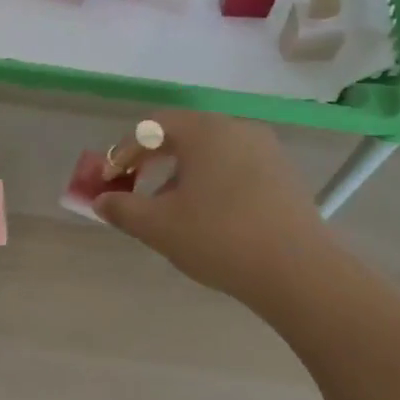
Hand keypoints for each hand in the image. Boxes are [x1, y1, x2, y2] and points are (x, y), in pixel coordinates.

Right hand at [94, 111, 336, 308]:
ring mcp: (266, 150)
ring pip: (209, 152)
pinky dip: (210, 181)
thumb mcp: (158, 226)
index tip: (108, 180)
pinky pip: (234, 166)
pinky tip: (205, 215)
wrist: (298, 271)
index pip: (151, 127)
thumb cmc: (219, 238)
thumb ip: (122, 208)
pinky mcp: (283, 175)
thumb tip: (101, 201)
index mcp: (204, 131)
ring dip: (179, 173)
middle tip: (132, 187)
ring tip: (167, 207)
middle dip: (150, 160)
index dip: (122, 152)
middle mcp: (236, 129)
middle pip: (182, 134)